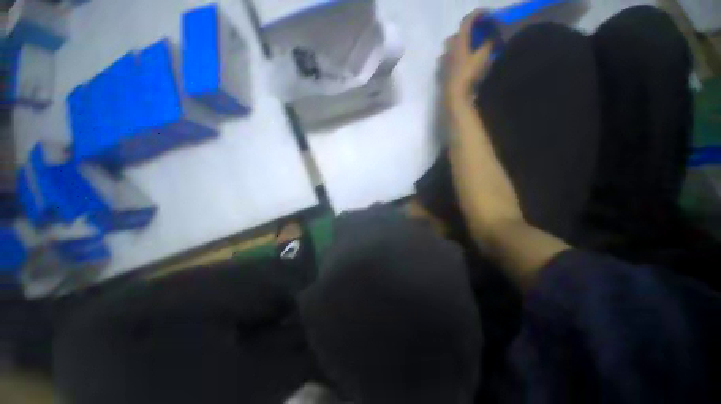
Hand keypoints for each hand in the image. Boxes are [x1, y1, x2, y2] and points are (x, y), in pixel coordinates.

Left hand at [443, 11, 493, 104]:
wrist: (454, 97)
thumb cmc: (468, 75)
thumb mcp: (483, 57)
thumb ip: (488, 44)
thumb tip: (491, 38)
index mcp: (458, 43)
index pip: (466, 22)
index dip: (476, 14)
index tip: (486, 14)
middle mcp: (447, 51)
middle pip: (454, 36)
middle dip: (464, 34)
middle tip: (474, 36)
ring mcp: (442, 64)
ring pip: (447, 51)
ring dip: (456, 49)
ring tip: (465, 53)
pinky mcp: (440, 77)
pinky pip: (444, 65)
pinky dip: (451, 62)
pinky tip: (457, 67)